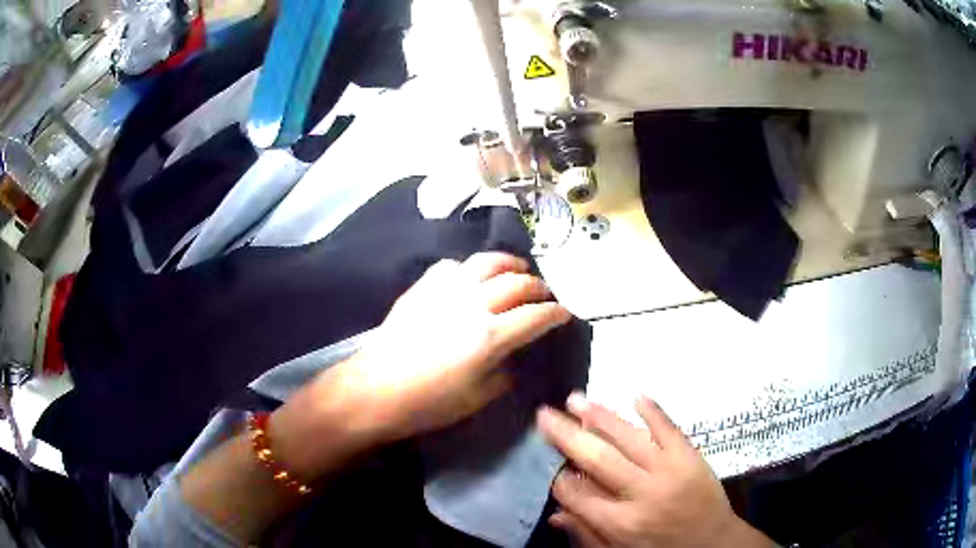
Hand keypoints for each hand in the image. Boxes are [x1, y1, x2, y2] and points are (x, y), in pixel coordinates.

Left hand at [272, 253, 571, 477]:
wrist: (376, 389)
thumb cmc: (428, 403)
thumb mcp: (477, 398)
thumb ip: (503, 373)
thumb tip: (510, 357)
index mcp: (491, 336)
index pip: (536, 316)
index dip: (556, 314)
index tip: (565, 314)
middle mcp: (474, 304)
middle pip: (517, 283)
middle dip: (538, 287)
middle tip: (543, 295)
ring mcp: (446, 290)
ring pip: (487, 262)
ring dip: (509, 264)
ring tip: (516, 270)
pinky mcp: (423, 287)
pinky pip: (453, 266)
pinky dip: (470, 268)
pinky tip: (471, 277)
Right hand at [537, 395, 772, 547]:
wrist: (714, 544)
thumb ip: (586, 536)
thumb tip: (555, 512)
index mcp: (621, 524)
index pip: (578, 494)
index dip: (559, 477)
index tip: (548, 463)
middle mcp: (641, 494)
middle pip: (597, 459)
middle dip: (567, 435)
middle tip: (545, 414)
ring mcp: (669, 471)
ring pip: (629, 438)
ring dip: (601, 416)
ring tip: (576, 399)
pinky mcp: (691, 457)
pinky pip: (669, 428)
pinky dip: (653, 410)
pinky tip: (635, 395)